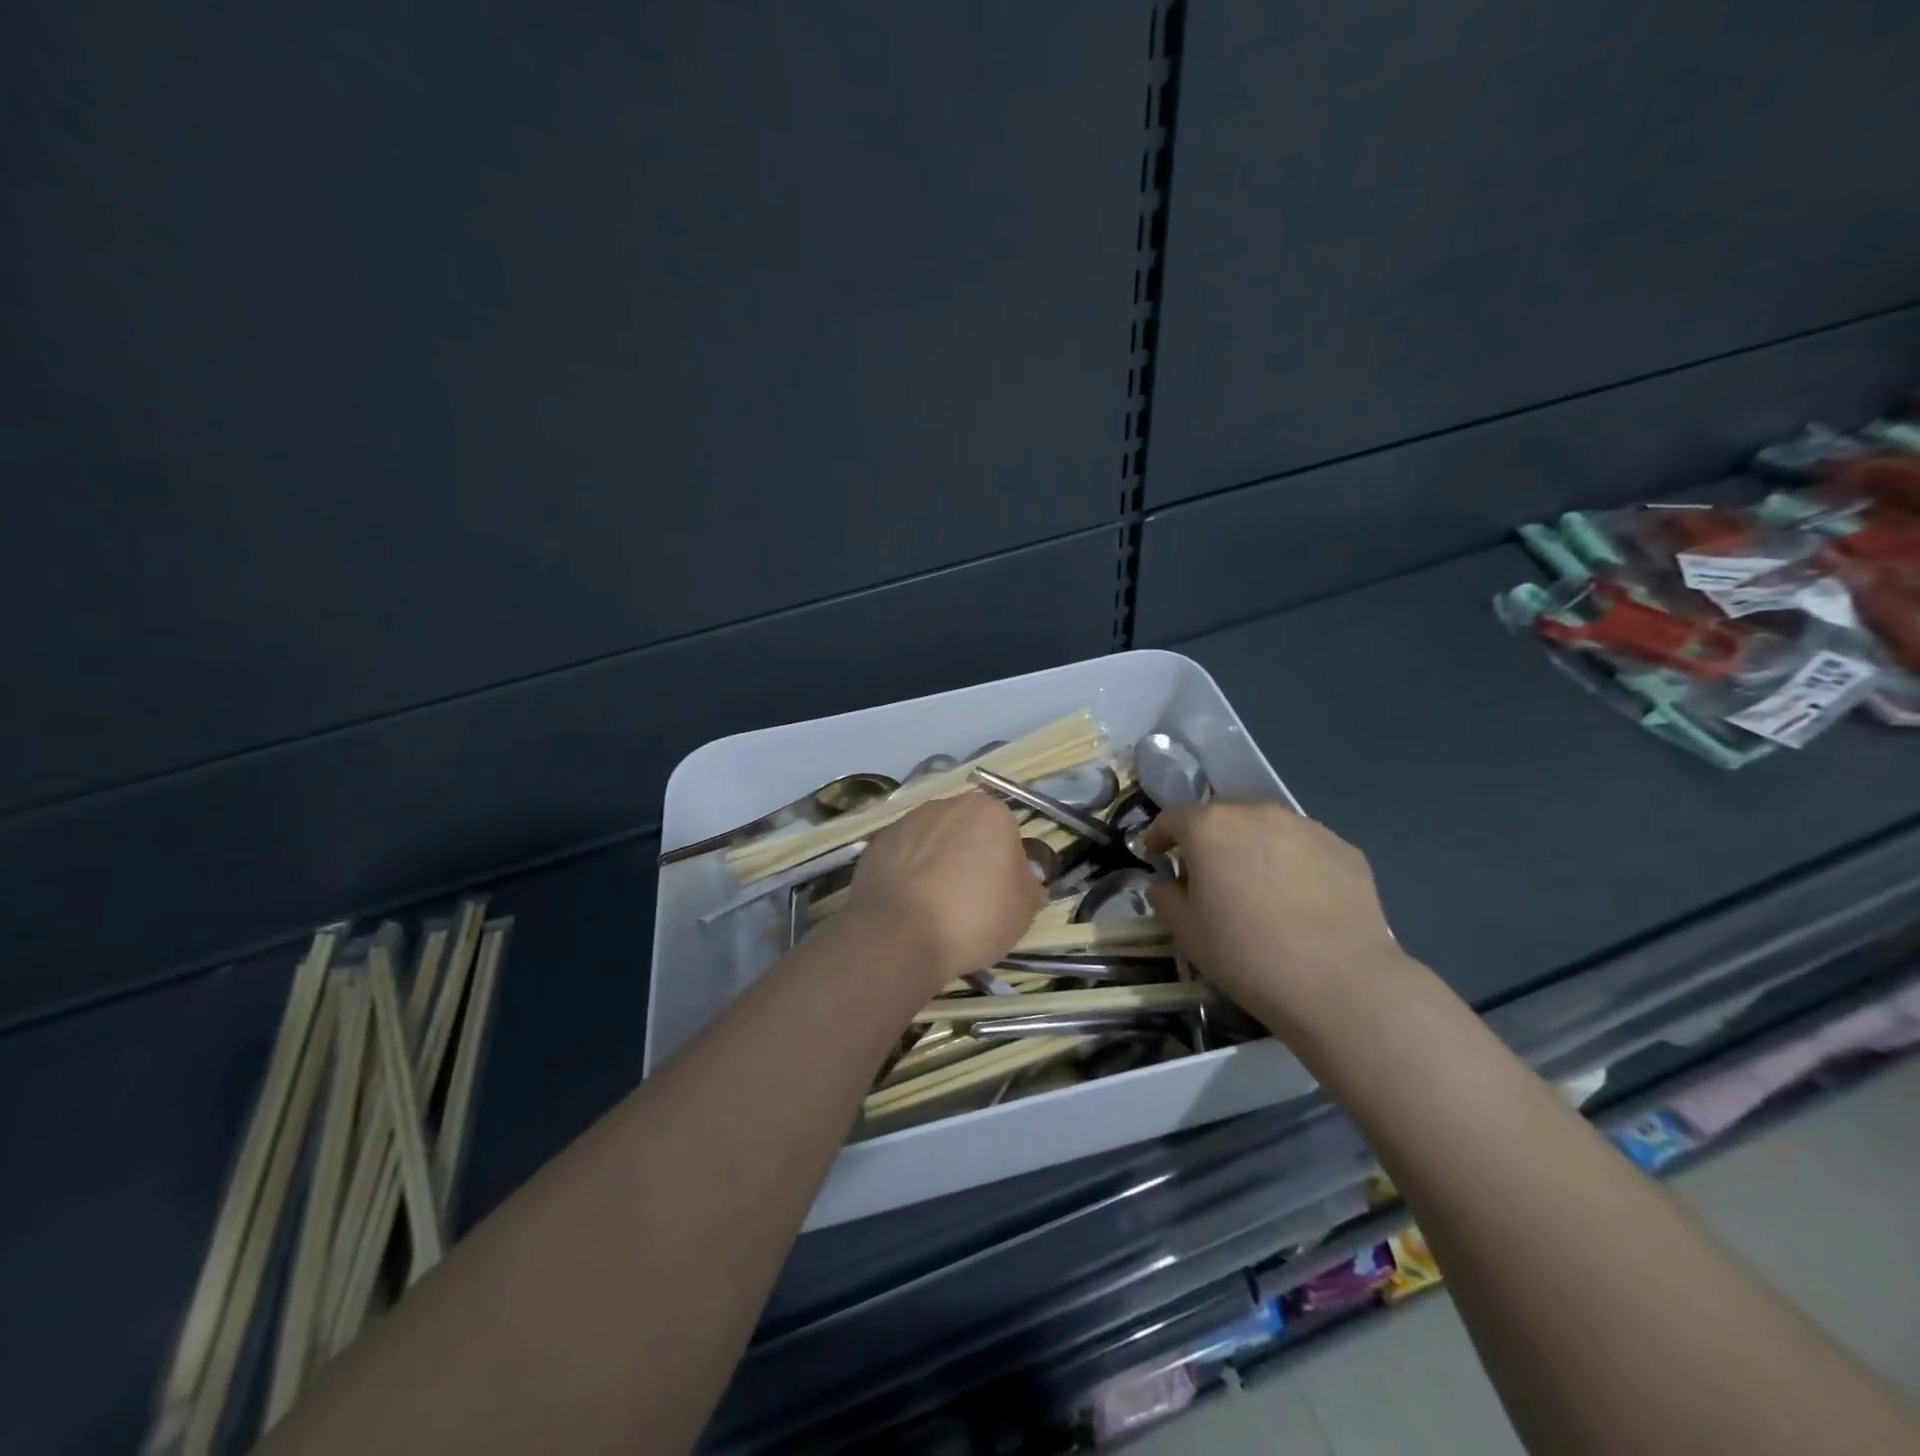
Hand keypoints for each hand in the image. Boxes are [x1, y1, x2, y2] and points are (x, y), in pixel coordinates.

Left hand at [846, 793, 1043, 991]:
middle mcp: (947, 804)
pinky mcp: (875, 843)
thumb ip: (1030, 886)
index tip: (1000, 897)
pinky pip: (902, 857)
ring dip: (937, 864)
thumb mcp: (1024, 910)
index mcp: (990, 811)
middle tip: (969, 901)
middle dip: (969, 858)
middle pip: (968, 831)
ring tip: (934, 907)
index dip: (1007, 868)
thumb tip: (1025, 879)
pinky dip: (907, 874)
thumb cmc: (974, 916)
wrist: (899, 934)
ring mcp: (907, 821)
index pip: (1008, 835)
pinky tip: (908, 906)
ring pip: (933, 842)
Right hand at [1143, 803, 1415, 1044]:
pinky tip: (1300, 901)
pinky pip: (1304, 848)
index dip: (1159, 837)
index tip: (1157, 858)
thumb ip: (1166, 897)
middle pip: (1221, 815)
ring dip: (1252, 848)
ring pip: (1265, 828)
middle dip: (1208, 839)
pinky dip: (1293, 864)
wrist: (1340, 983)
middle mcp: (1256, 813)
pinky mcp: (1343, 848)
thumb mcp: (1186, 932)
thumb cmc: (1246, 954)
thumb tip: (1166, 885)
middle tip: (1208, 875)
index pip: (1172, 819)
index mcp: (1210, 827)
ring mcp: (1305, 826)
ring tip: (1258, 887)